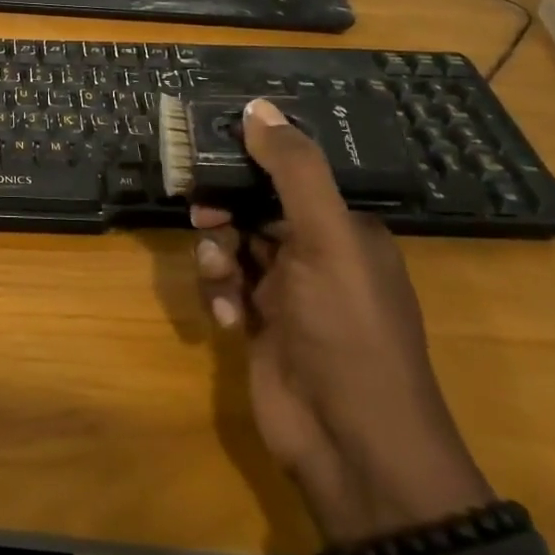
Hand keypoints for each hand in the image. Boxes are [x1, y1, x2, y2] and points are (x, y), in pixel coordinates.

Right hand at [193, 98, 492, 546]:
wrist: (353, 448)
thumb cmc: (348, 332)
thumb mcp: (326, 241)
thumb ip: (294, 171)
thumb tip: (259, 106)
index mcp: (345, 230)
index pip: (290, 175)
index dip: (249, 160)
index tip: (208, 150)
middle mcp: (316, 256)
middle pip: (253, 208)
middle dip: (224, 210)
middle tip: (200, 214)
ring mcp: (287, 294)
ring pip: (233, 247)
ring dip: (218, 256)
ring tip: (220, 278)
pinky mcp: (261, 327)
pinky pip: (226, 289)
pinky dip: (219, 297)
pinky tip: (227, 320)